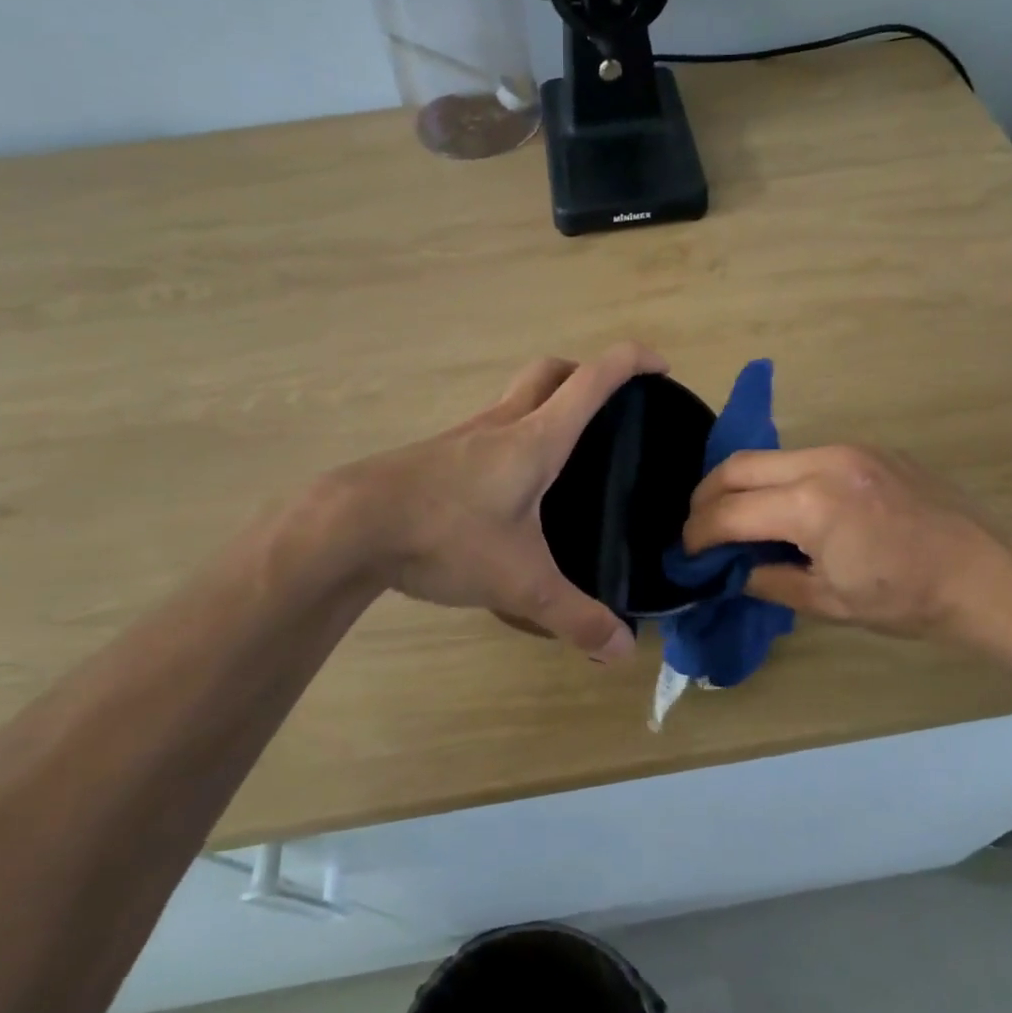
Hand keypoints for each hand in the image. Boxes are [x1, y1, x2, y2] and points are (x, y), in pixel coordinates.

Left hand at [342, 344, 665, 660]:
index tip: (661, 367)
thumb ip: (574, 617)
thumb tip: (622, 650)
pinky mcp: (437, 456)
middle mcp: (502, 424)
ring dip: (546, 403)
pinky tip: (511, 487)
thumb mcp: (519, 582)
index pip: (593, 379)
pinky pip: (488, 429)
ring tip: (566, 451)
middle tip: (609, 405)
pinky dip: (513, 436)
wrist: (350, 526)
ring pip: (515, 397)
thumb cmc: (445, 535)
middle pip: (550, 371)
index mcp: (535, 439)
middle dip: (586, 372)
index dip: (632, 362)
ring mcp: (464, 436)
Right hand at [681, 444, 1011, 657]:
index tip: (686, 552)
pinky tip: (790, 508)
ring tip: (740, 519)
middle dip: (707, 496)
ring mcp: (849, 449)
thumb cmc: (908, 599)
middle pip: (738, 466)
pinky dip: (782, 479)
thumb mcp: (831, 602)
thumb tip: (733, 571)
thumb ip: (771, 580)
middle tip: (699, 528)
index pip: (730, 511)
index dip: (698, 533)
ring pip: (771, 456)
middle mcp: (823, 462)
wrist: (987, 575)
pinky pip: (806, 457)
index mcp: (812, 504)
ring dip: (744, 484)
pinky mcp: (868, 449)